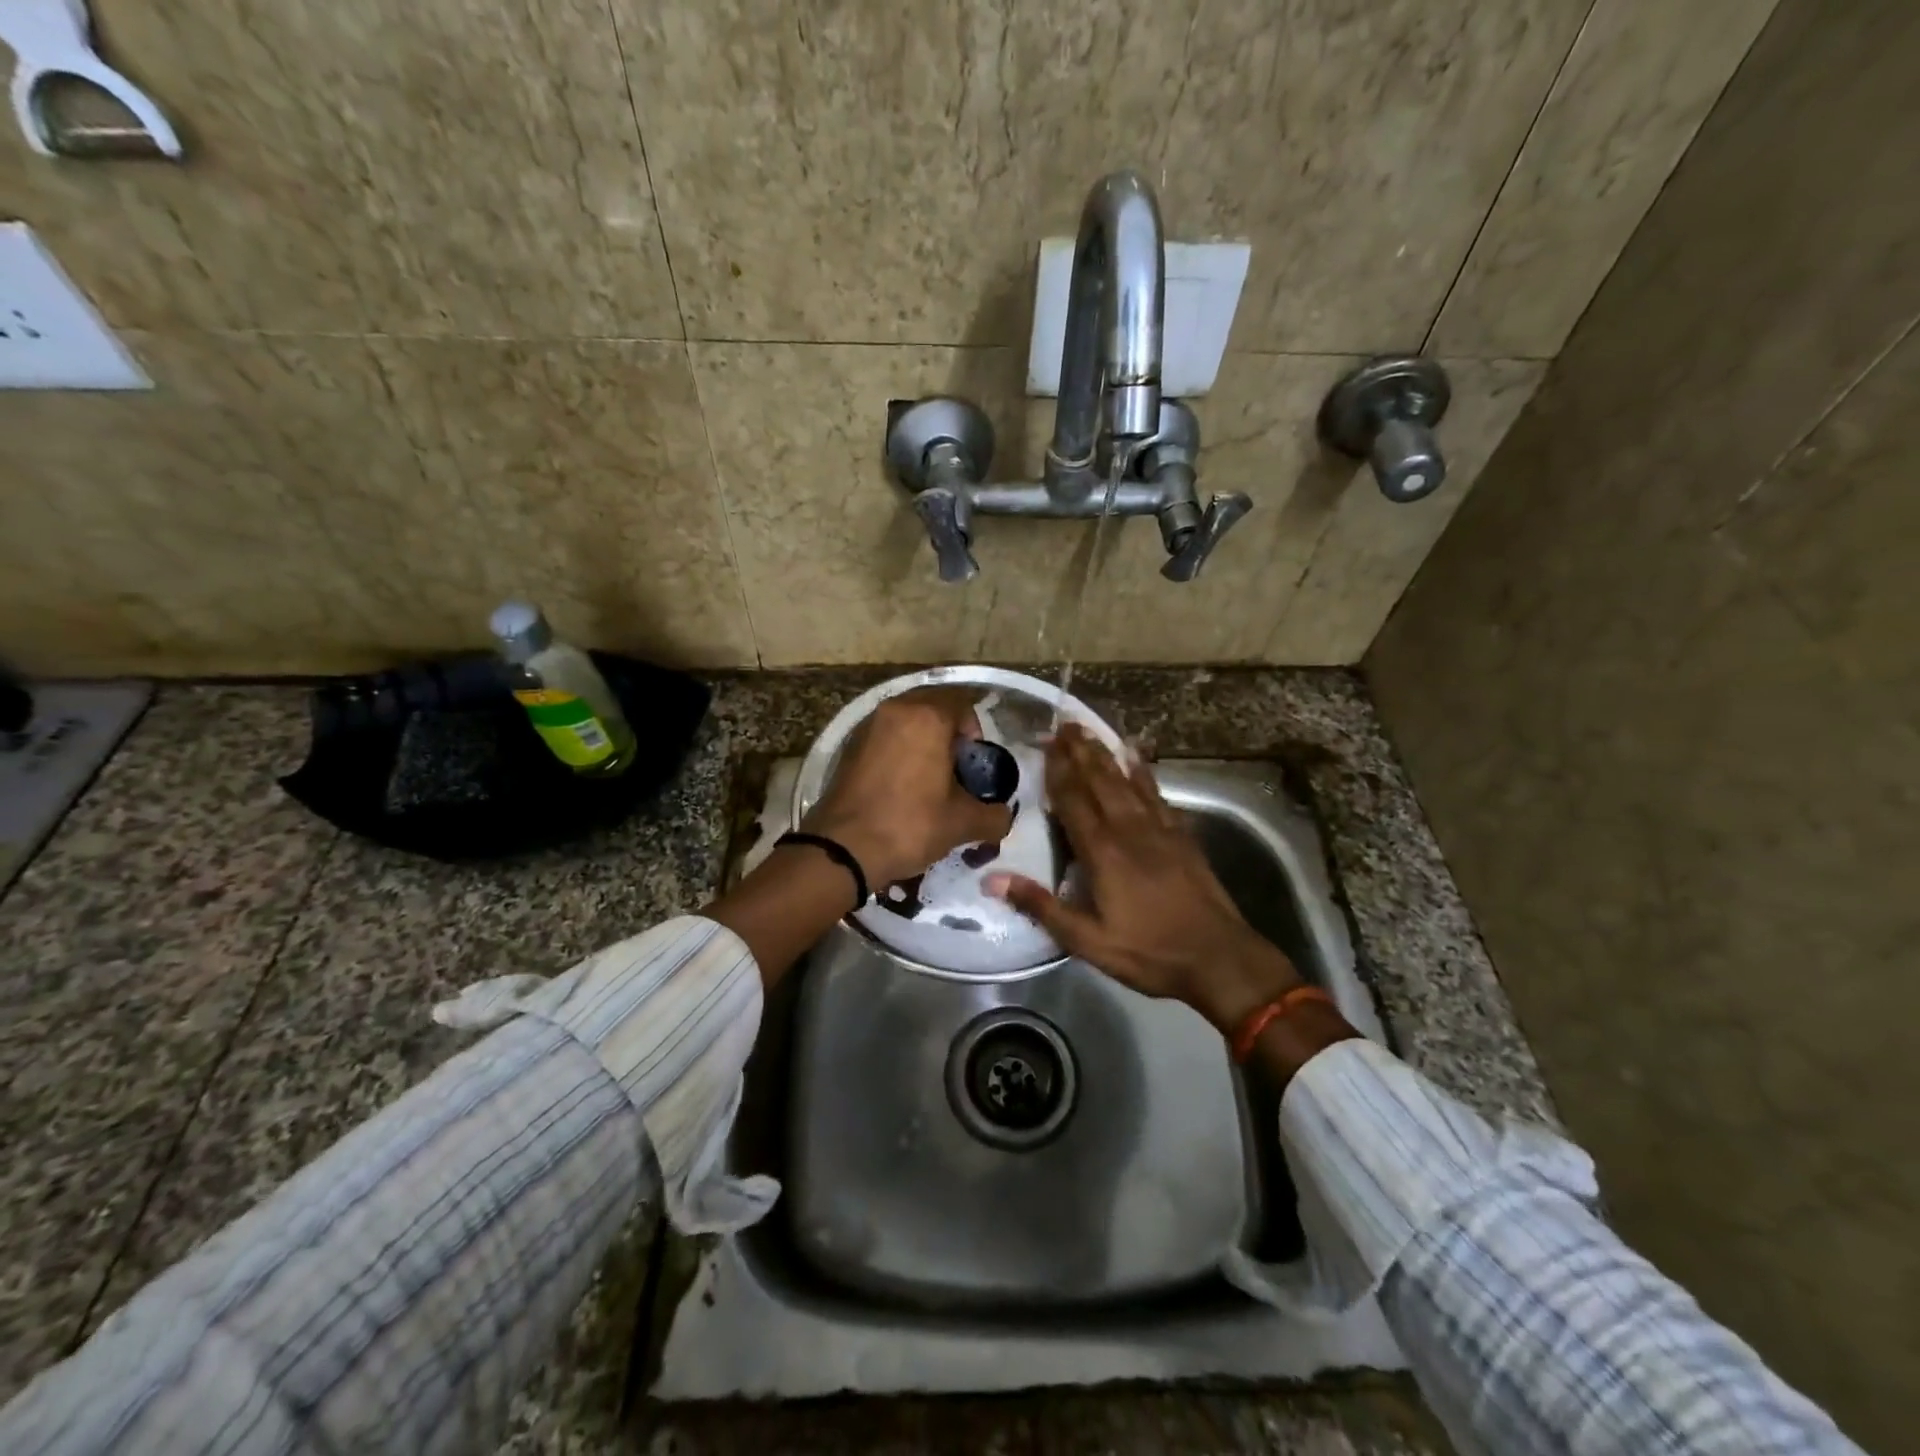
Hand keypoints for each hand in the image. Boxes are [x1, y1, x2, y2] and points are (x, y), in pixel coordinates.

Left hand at [803, 688, 1013, 887]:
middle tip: (954, 767)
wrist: (843, 849)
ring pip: (905, 719)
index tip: (972, 763)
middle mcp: (896, 710)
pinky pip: (883, 736)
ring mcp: (867, 726)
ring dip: (921, 738)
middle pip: (932, 705)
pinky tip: (900, 785)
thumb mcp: (962, 823)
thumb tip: (1003, 817)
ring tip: (928, 777)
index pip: (961, 701)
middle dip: (948, 730)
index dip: (974, 729)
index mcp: (927, 717)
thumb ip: (994, 816)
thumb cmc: (910, 825)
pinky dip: (897, 750)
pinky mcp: (848, 746)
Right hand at [988, 724, 1301, 1034]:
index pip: (1073, 801)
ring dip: (1105, 754)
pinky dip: (1143, 772)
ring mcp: (1159, 828)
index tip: (1044, 744)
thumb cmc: (1148, 952)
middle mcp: (1128, 829)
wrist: (1218, 956)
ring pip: (1126, 781)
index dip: (1057, 771)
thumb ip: (1041, 906)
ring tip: (1089, 731)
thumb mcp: (1087, 940)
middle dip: (1079, 751)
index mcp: (1102, 852)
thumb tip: (992, 879)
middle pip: (1099, 781)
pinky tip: (1136, 756)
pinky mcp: (1181, 835)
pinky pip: (1156, 793)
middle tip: (1063, 723)